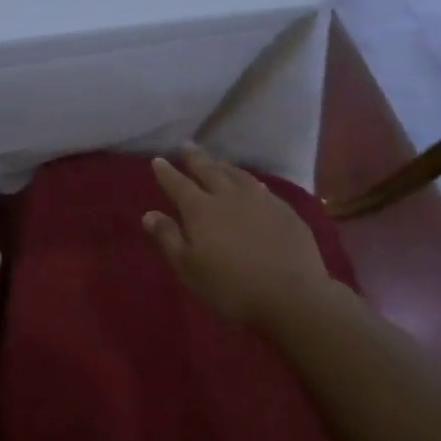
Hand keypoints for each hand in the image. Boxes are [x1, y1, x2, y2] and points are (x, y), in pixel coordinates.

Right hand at [142, 145, 333, 326]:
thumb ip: (169, 238)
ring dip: (223, 165)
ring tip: (216, 160)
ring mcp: (260, 200)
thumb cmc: (231, 288)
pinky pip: (261, 187)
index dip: (166, 172)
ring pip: (237, 174)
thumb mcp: (189, 269)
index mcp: (201, 210)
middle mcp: (229, 196)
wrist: (292, 296)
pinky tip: (253, 185)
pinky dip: (250, 182)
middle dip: (195, 158)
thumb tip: (149, 214)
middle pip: (209, 170)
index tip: (158, 160)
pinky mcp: (284, 210)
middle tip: (187, 145)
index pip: (178, 185)